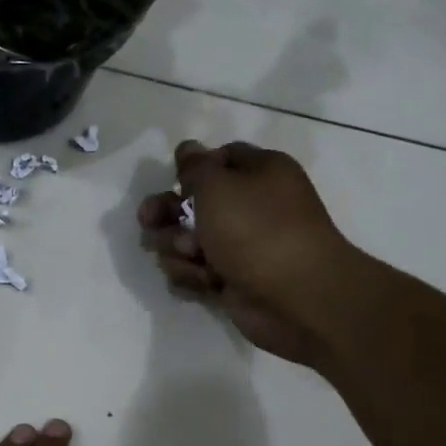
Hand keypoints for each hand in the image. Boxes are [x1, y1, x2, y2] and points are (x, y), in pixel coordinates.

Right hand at [138, 140, 358, 367]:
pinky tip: (201, 282)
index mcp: (259, 173)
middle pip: (193, 203)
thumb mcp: (218, 185)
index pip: (218, 159)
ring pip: (187, 241)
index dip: (191, 170)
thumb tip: (188, 149)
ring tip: (190, 257)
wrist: (296, 297)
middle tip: (149, 223)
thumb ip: (195, 166)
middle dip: (167, 214)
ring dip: (176, 249)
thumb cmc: (257, 230)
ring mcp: (240, 246)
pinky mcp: (230, 280)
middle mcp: (250, 207)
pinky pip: (195, 272)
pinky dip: (192, 276)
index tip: (173, 182)